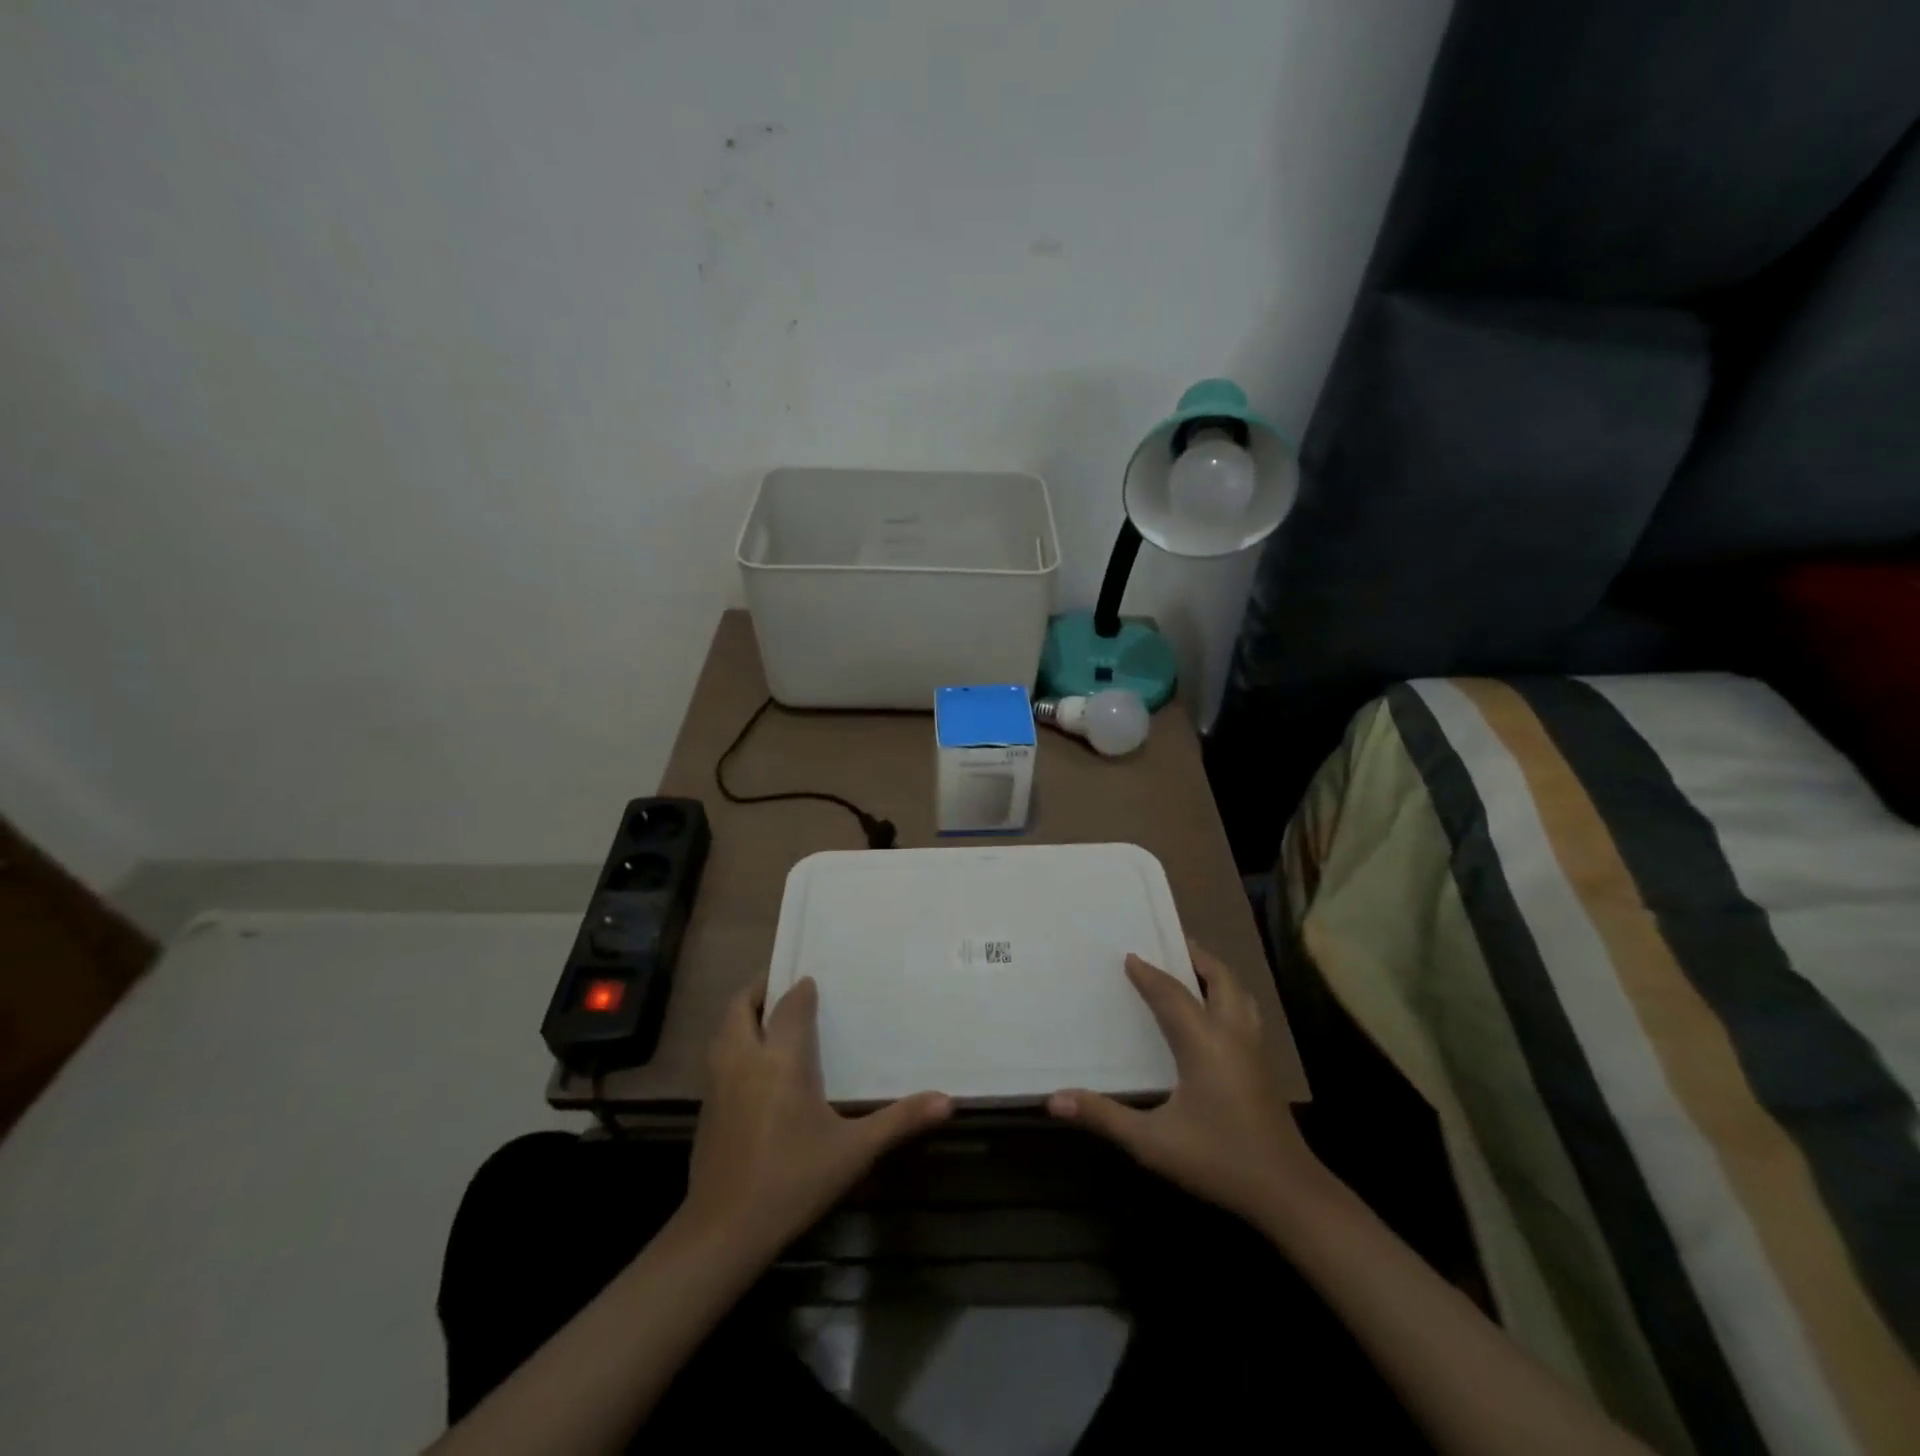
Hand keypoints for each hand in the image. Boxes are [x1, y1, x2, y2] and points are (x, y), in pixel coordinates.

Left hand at [681, 974, 951, 1260]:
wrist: (723, 1231)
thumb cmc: (792, 1181)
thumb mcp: (853, 1152)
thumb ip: (899, 1121)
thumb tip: (949, 1101)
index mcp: (781, 1059)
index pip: (790, 1005)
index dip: (801, 989)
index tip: (815, 979)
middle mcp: (745, 1059)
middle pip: (742, 1006)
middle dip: (762, 988)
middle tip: (787, 985)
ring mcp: (718, 1082)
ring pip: (723, 1028)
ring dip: (743, 1014)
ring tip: (769, 1015)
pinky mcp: (706, 1105)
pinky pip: (718, 1054)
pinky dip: (733, 1040)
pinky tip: (753, 1063)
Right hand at [1048, 942, 1326, 1226]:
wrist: (1287, 1192)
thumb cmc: (1217, 1160)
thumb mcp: (1152, 1141)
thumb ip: (1103, 1116)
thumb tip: (1053, 1100)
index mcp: (1204, 1042)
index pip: (1172, 994)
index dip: (1148, 973)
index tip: (1128, 956)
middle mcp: (1232, 1034)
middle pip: (1220, 978)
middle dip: (1195, 957)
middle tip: (1170, 944)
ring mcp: (1254, 1049)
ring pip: (1240, 993)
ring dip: (1216, 974)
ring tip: (1193, 970)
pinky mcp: (1264, 1066)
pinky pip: (1245, 1012)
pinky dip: (1228, 995)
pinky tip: (1215, 1015)